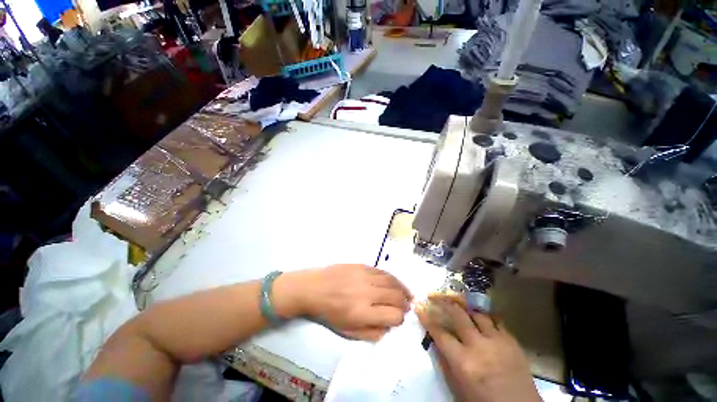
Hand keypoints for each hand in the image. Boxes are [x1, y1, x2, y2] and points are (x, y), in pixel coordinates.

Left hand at [291, 264, 412, 340]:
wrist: (314, 288)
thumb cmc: (329, 313)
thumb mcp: (347, 332)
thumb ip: (370, 333)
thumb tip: (388, 328)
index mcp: (362, 313)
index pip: (393, 316)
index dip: (399, 319)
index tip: (397, 319)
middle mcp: (367, 292)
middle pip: (396, 297)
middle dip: (404, 303)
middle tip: (407, 306)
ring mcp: (365, 276)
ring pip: (392, 282)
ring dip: (402, 289)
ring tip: (406, 294)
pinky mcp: (362, 266)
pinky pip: (382, 271)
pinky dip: (392, 278)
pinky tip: (394, 282)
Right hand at [416, 297, 540, 401]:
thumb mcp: (458, 388)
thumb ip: (445, 363)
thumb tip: (435, 341)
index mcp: (463, 362)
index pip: (440, 333)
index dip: (427, 318)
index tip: (419, 306)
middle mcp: (479, 346)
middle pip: (458, 315)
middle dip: (443, 302)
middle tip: (434, 295)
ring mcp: (497, 341)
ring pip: (477, 313)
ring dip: (465, 307)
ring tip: (457, 303)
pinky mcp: (512, 341)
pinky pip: (496, 320)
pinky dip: (485, 316)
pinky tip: (480, 315)